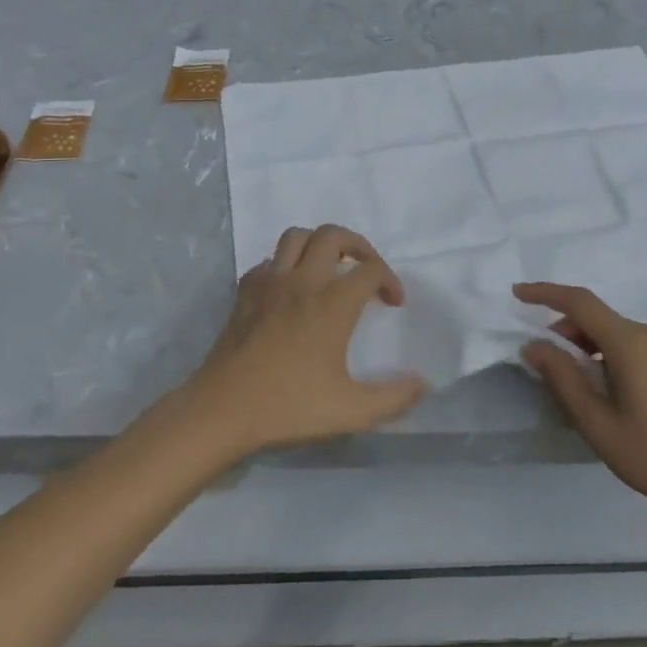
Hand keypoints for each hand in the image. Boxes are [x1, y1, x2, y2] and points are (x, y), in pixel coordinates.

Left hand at [187, 225, 426, 455]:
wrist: (222, 410)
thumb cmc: (288, 407)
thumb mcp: (350, 411)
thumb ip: (393, 398)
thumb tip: (423, 384)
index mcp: (332, 304)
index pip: (371, 270)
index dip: (390, 280)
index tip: (394, 303)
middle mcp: (303, 282)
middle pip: (333, 235)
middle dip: (357, 244)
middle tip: (366, 269)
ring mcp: (270, 283)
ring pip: (296, 237)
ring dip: (318, 244)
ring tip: (329, 267)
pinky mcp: (245, 292)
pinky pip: (269, 261)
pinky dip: (285, 265)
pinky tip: (290, 289)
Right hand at [517, 282, 646, 525]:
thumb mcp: (597, 422)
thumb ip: (563, 378)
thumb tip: (533, 345)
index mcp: (629, 342)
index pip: (579, 302)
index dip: (544, 293)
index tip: (516, 294)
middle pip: (595, 317)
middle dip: (563, 330)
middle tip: (543, 365)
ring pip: (612, 332)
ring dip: (584, 345)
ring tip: (572, 386)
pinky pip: (629, 345)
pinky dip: (604, 354)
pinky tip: (602, 391)